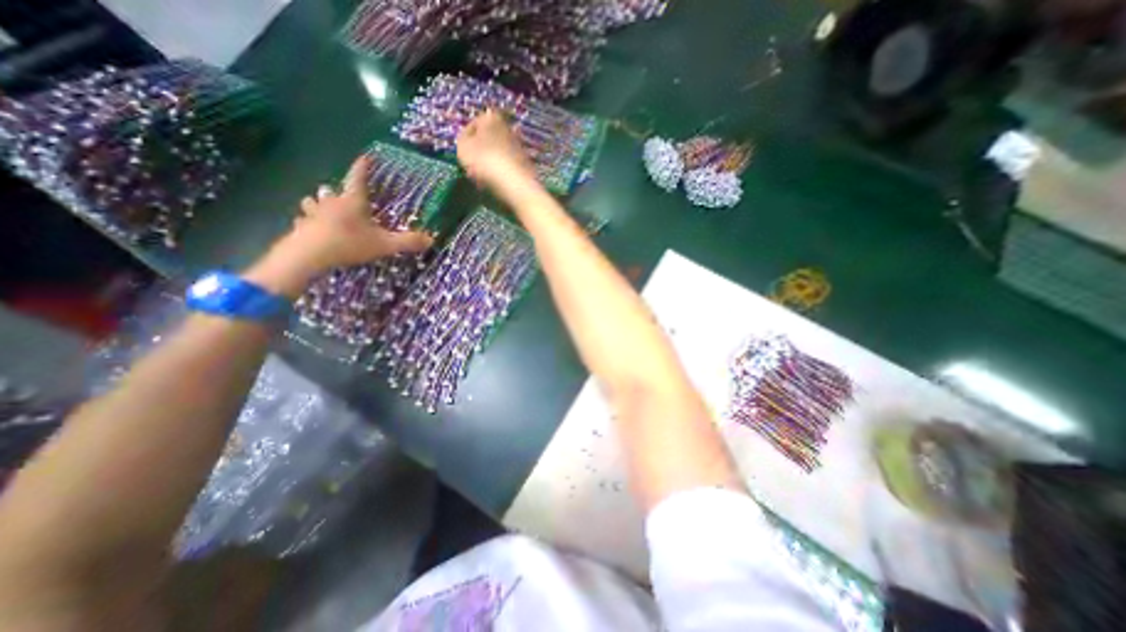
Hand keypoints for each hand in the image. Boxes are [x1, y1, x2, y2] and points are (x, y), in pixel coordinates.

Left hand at [287, 155, 431, 270]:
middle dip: (334, 192)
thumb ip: (407, 241)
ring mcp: (313, 214)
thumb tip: (431, 240)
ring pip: (311, 202)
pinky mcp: (301, 227)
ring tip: (321, 210)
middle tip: (340, 197)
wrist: (311, 254)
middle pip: (330, 190)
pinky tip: (310, 229)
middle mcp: (331, 203)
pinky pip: (302, 221)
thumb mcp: (385, 244)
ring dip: (316, 204)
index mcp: (353, 202)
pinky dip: (307, 223)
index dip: (362, 168)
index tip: (364, 158)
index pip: (358, 179)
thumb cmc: (350, 243)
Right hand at [454, 110, 537, 191]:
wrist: (516, 185)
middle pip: (489, 139)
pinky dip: (503, 173)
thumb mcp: (463, 148)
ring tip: (485, 178)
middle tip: (473, 166)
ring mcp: (520, 146)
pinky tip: (498, 183)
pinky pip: (509, 167)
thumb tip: (468, 139)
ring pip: (500, 153)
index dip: (466, 140)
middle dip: (481, 150)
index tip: (463, 154)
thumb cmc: (485, 161)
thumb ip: (462, 140)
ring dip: (492, 162)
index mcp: (491, 118)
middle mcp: (508, 127)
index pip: (473, 125)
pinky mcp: (528, 164)